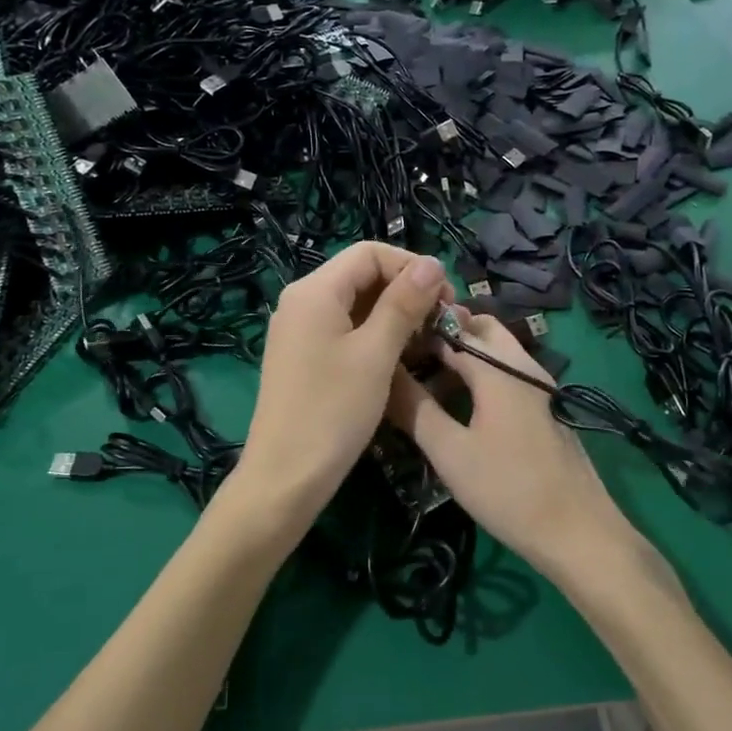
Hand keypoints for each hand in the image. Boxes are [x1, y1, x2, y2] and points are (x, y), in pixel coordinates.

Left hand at [235, 242, 452, 532]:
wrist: (285, 477)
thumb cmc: (333, 411)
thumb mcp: (376, 353)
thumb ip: (404, 304)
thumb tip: (433, 264)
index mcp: (314, 291)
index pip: (369, 253)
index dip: (412, 267)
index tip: (446, 299)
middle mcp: (301, 301)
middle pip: (361, 275)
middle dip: (405, 290)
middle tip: (440, 322)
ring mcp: (299, 330)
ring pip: (355, 304)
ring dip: (393, 314)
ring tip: (425, 341)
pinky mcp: (303, 356)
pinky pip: (343, 328)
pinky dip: (373, 334)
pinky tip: (398, 357)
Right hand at [385, 311, 640, 583]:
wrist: (578, 532)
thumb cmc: (507, 489)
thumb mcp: (450, 452)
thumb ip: (415, 409)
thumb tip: (384, 374)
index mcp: (499, 368)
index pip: (453, 330)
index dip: (420, 332)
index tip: (389, 345)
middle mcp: (524, 365)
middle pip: (483, 329)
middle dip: (447, 333)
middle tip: (410, 356)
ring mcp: (541, 386)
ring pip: (498, 351)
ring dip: (465, 354)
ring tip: (428, 379)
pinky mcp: (548, 407)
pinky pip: (509, 372)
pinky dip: (483, 373)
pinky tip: (461, 403)